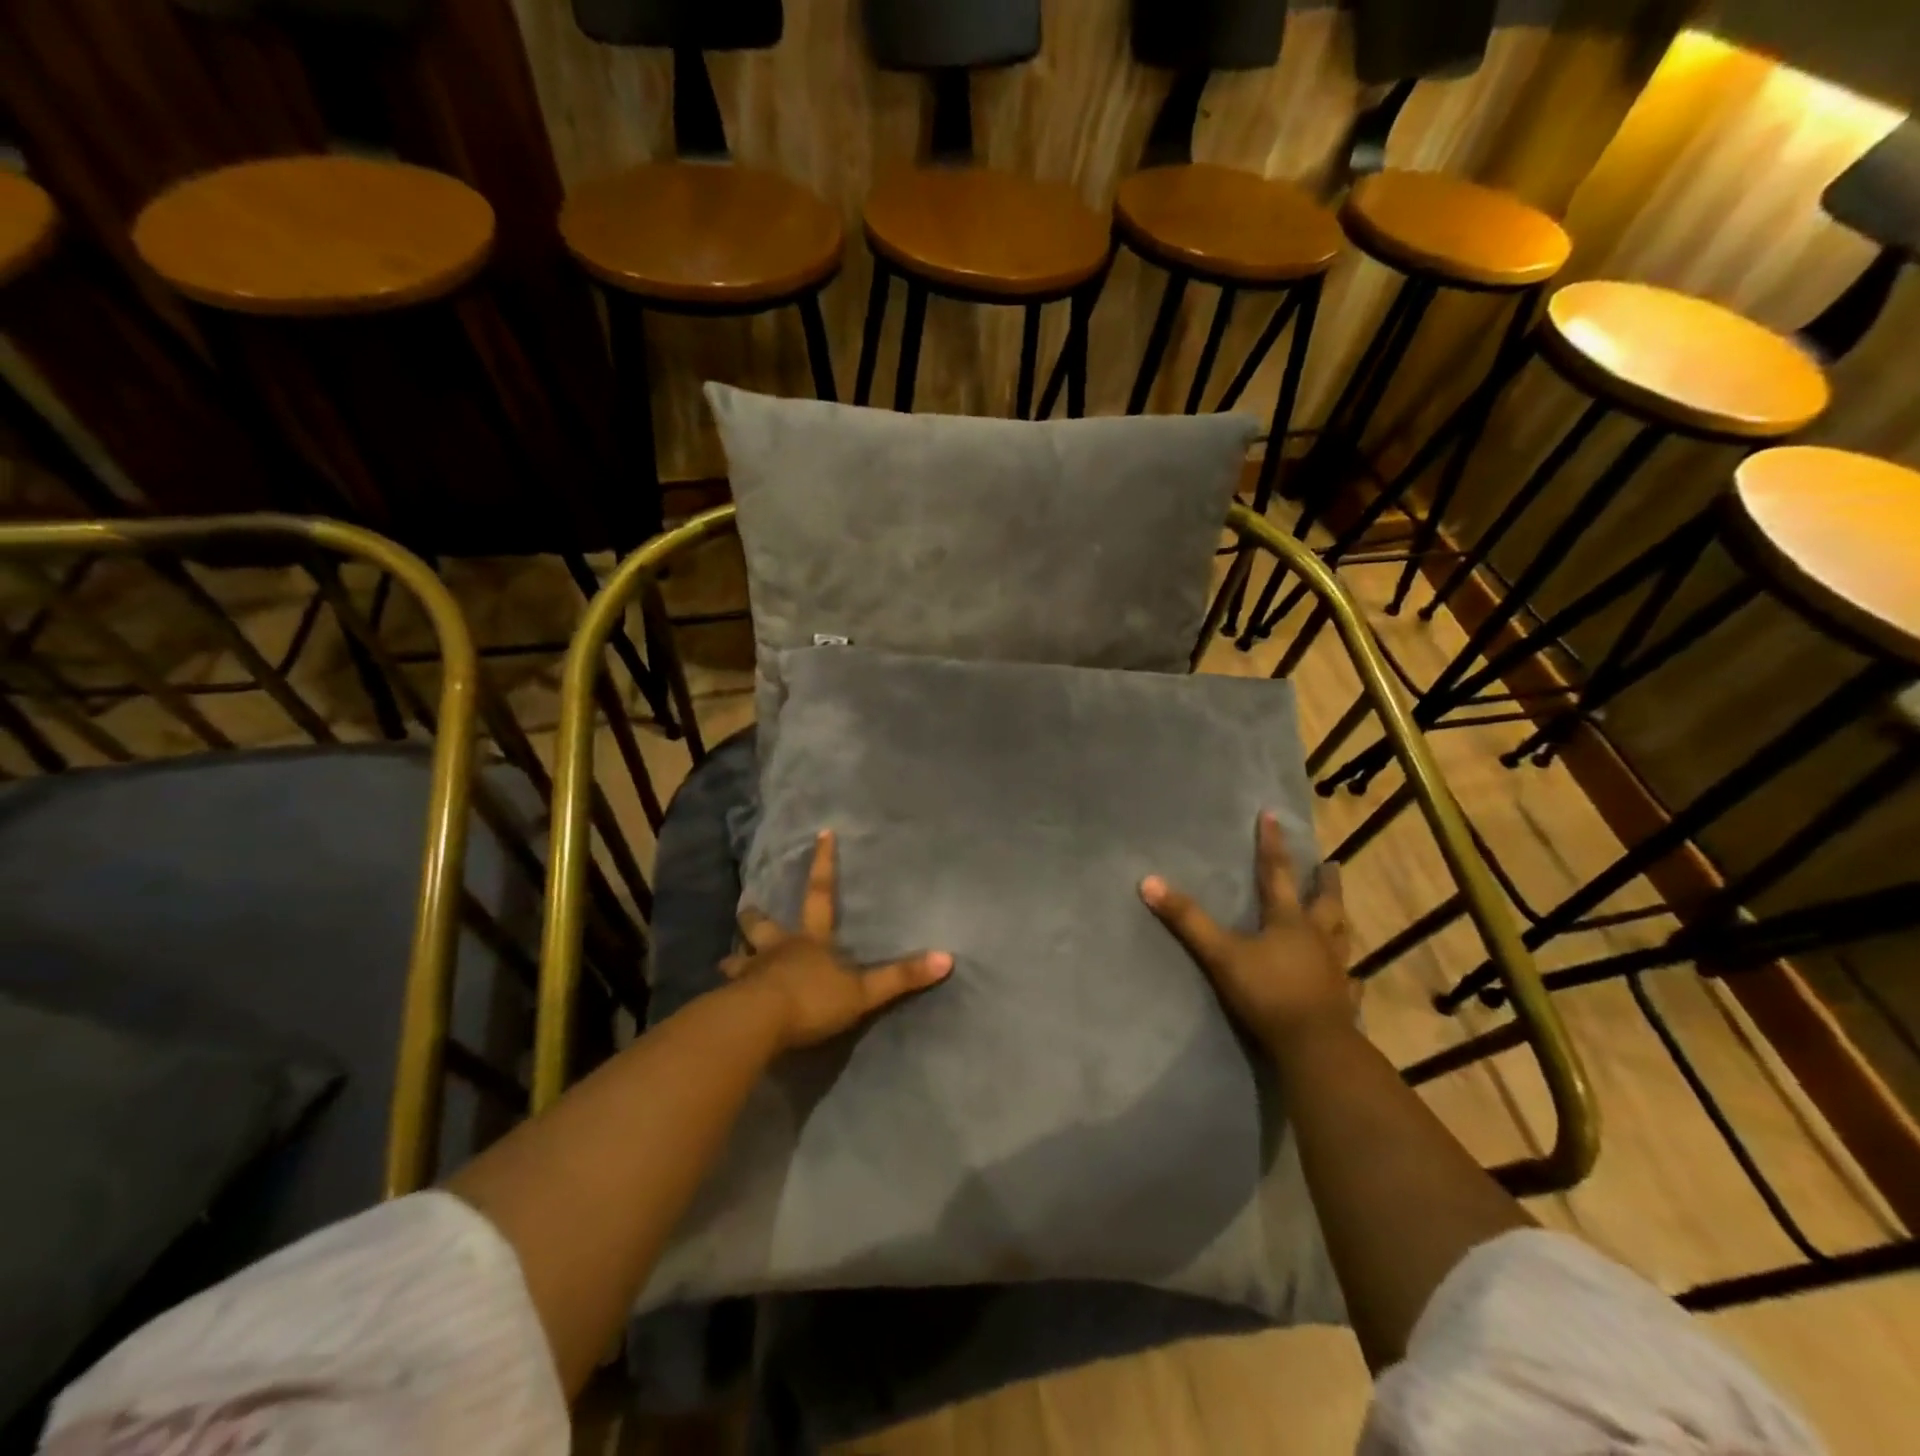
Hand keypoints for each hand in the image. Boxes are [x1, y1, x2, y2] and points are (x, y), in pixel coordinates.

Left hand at [723, 830, 952, 1050]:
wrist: (759, 1024)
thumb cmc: (812, 1000)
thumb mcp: (863, 991)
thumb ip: (901, 977)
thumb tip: (947, 958)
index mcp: (810, 941)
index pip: (821, 894)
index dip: (824, 864)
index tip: (821, 834)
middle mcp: (777, 950)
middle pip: (763, 925)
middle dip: (755, 916)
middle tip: (746, 906)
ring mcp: (751, 974)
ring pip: (738, 959)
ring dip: (734, 958)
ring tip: (727, 960)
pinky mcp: (732, 1001)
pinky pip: (727, 995)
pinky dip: (725, 995)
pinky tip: (720, 1002)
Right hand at [1140, 811, 1351, 1054]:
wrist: (1313, 1046)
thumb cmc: (1267, 993)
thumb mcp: (1220, 954)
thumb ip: (1187, 920)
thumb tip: (1148, 881)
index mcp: (1288, 921)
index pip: (1276, 873)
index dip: (1272, 844)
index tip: (1273, 815)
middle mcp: (1316, 938)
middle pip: (1323, 902)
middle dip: (1324, 881)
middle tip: (1331, 864)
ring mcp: (1335, 970)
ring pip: (1342, 936)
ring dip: (1340, 920)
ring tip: (1343, 912)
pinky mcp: (1343, 1000)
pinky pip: (1352, 982)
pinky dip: (1352, 976)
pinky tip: (1354, 977)